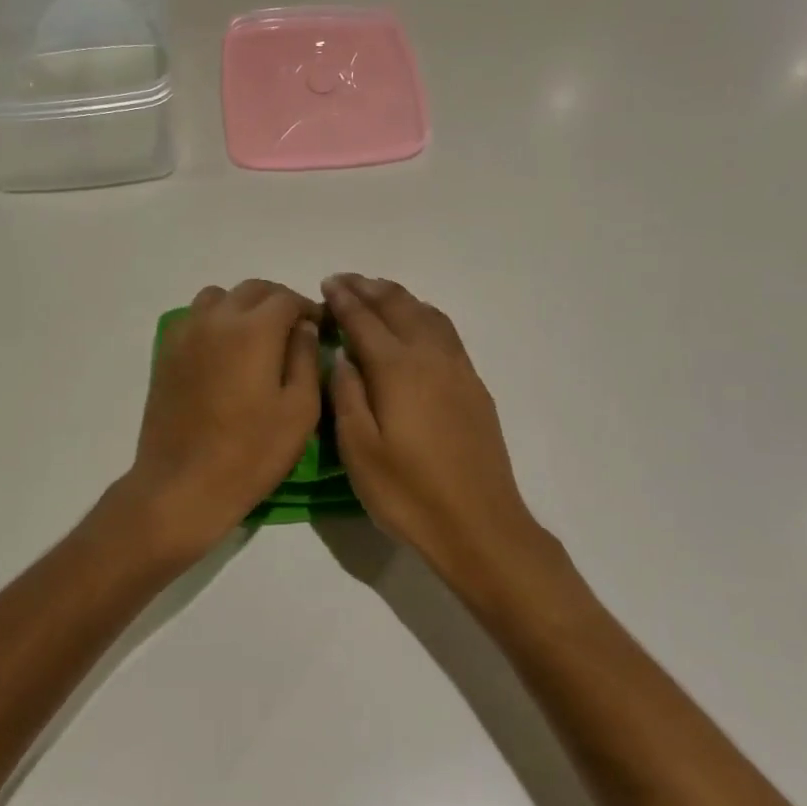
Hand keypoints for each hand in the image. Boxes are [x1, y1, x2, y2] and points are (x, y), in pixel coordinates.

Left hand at [128, 280, 320, 550]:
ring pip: (219, 297)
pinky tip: (225, 352)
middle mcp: (216, 319)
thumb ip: (306, 358)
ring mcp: (186, 333)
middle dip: (278, 302)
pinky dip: (215, 320)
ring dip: (243, 307)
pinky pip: (194, 317)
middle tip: (294, 331)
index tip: (321, 328)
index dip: (309, 308)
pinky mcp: (166, 352)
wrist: (182, 485)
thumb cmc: (251, 453)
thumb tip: (303, 326)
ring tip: (257, 338)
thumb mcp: (300, 410)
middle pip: (252, 290)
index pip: (287, 298)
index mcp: (253, 329)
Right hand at [322, 274, 568, 590]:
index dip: (344, 300)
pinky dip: (423, 313)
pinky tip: (416, 322)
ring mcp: (457, 369)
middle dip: (369, 289)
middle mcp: (429, 357)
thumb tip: (344, 356)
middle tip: (345, 281)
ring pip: (426, 313)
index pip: (364, 321)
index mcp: (397, 369)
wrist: (479, 524)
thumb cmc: (408, 493)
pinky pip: (445, 330)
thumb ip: (347, 395)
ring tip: (376, 292)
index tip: (327, 284)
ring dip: (398, 296)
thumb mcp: (359, 450)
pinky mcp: (473, 385)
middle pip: (398, 307)